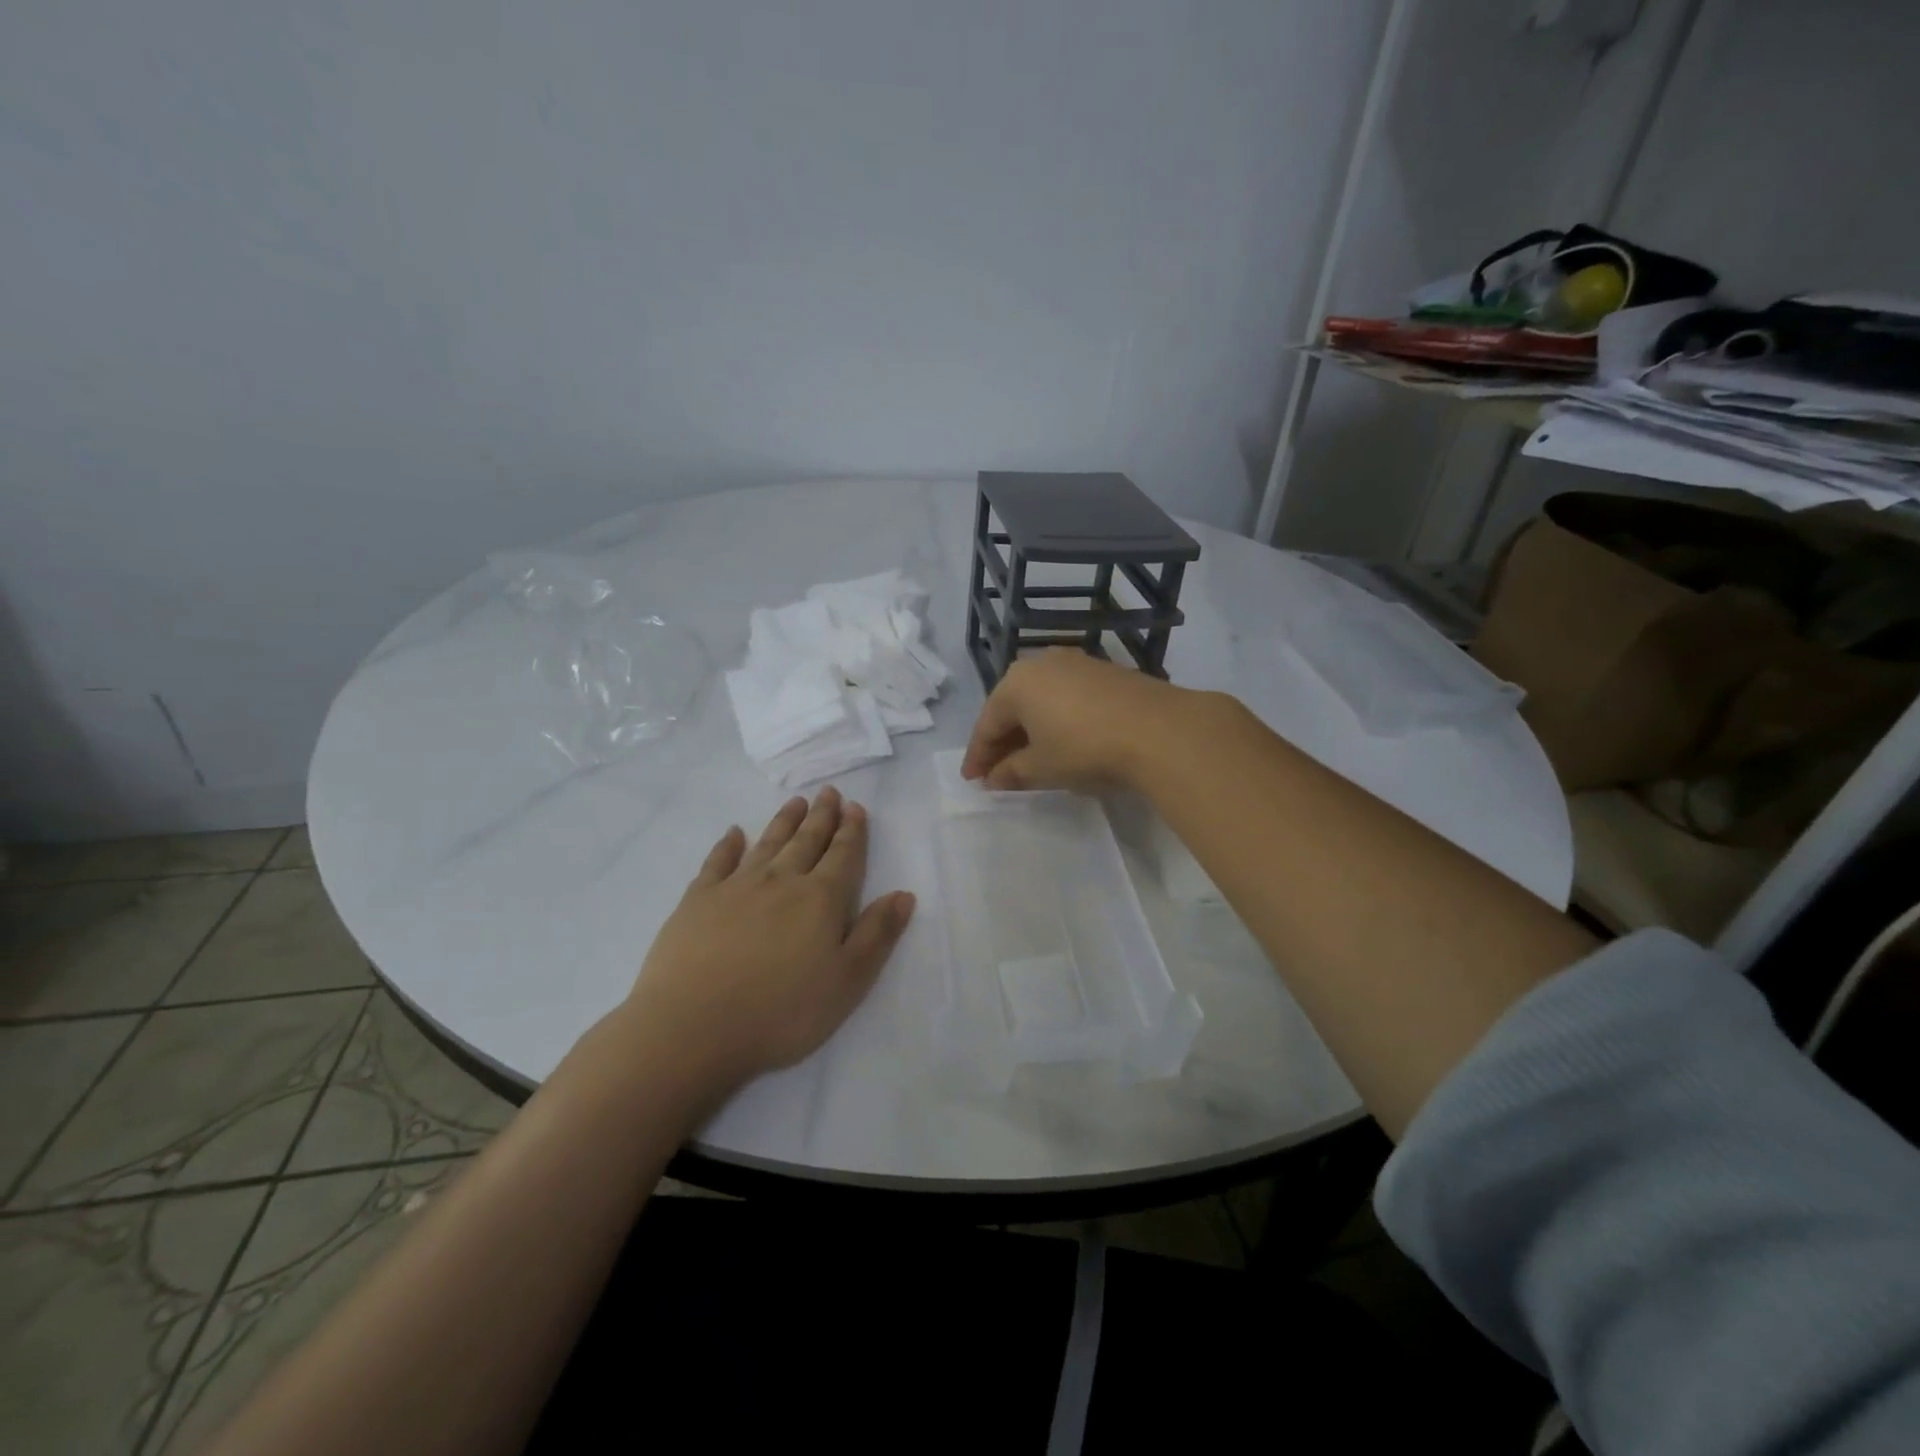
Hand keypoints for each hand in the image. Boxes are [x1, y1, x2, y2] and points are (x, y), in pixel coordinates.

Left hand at [620, 787, 914, 1099]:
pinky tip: (734, 833)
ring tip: (795, 803)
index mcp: (820, 899)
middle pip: (806, 841)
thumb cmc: (782, 1012)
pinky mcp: (697, 900)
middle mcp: (781, 881)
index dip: (852, 831)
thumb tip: (904, 894)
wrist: (693, 1027)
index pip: (843, 855)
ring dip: (784, 821)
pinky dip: (728, 844)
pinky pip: (717, 861)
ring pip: (767, 843)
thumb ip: (877, 934)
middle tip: (828, 793)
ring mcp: (736, 887)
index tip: (855, 807)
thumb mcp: (847, 982)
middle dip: (821, 816)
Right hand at [960, 650, 1196, 791]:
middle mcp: (1041, 663)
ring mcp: (1075, 663)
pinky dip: (1056, 719)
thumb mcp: (1042, 767)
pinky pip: (1066, 696)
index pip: (986, 724)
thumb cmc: (1085, 748)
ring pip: (1040, 700)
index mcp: (1016, 683)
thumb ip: (1011, 772)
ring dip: (1030, 729)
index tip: (972, 780)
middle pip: (1011, 707)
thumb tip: (994, 778)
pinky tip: (1061, 740)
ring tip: (1029, 758)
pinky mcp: (1104, 671)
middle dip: (1003, 741)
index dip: (978, 756)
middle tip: (997, 772)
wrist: (1159, 730)